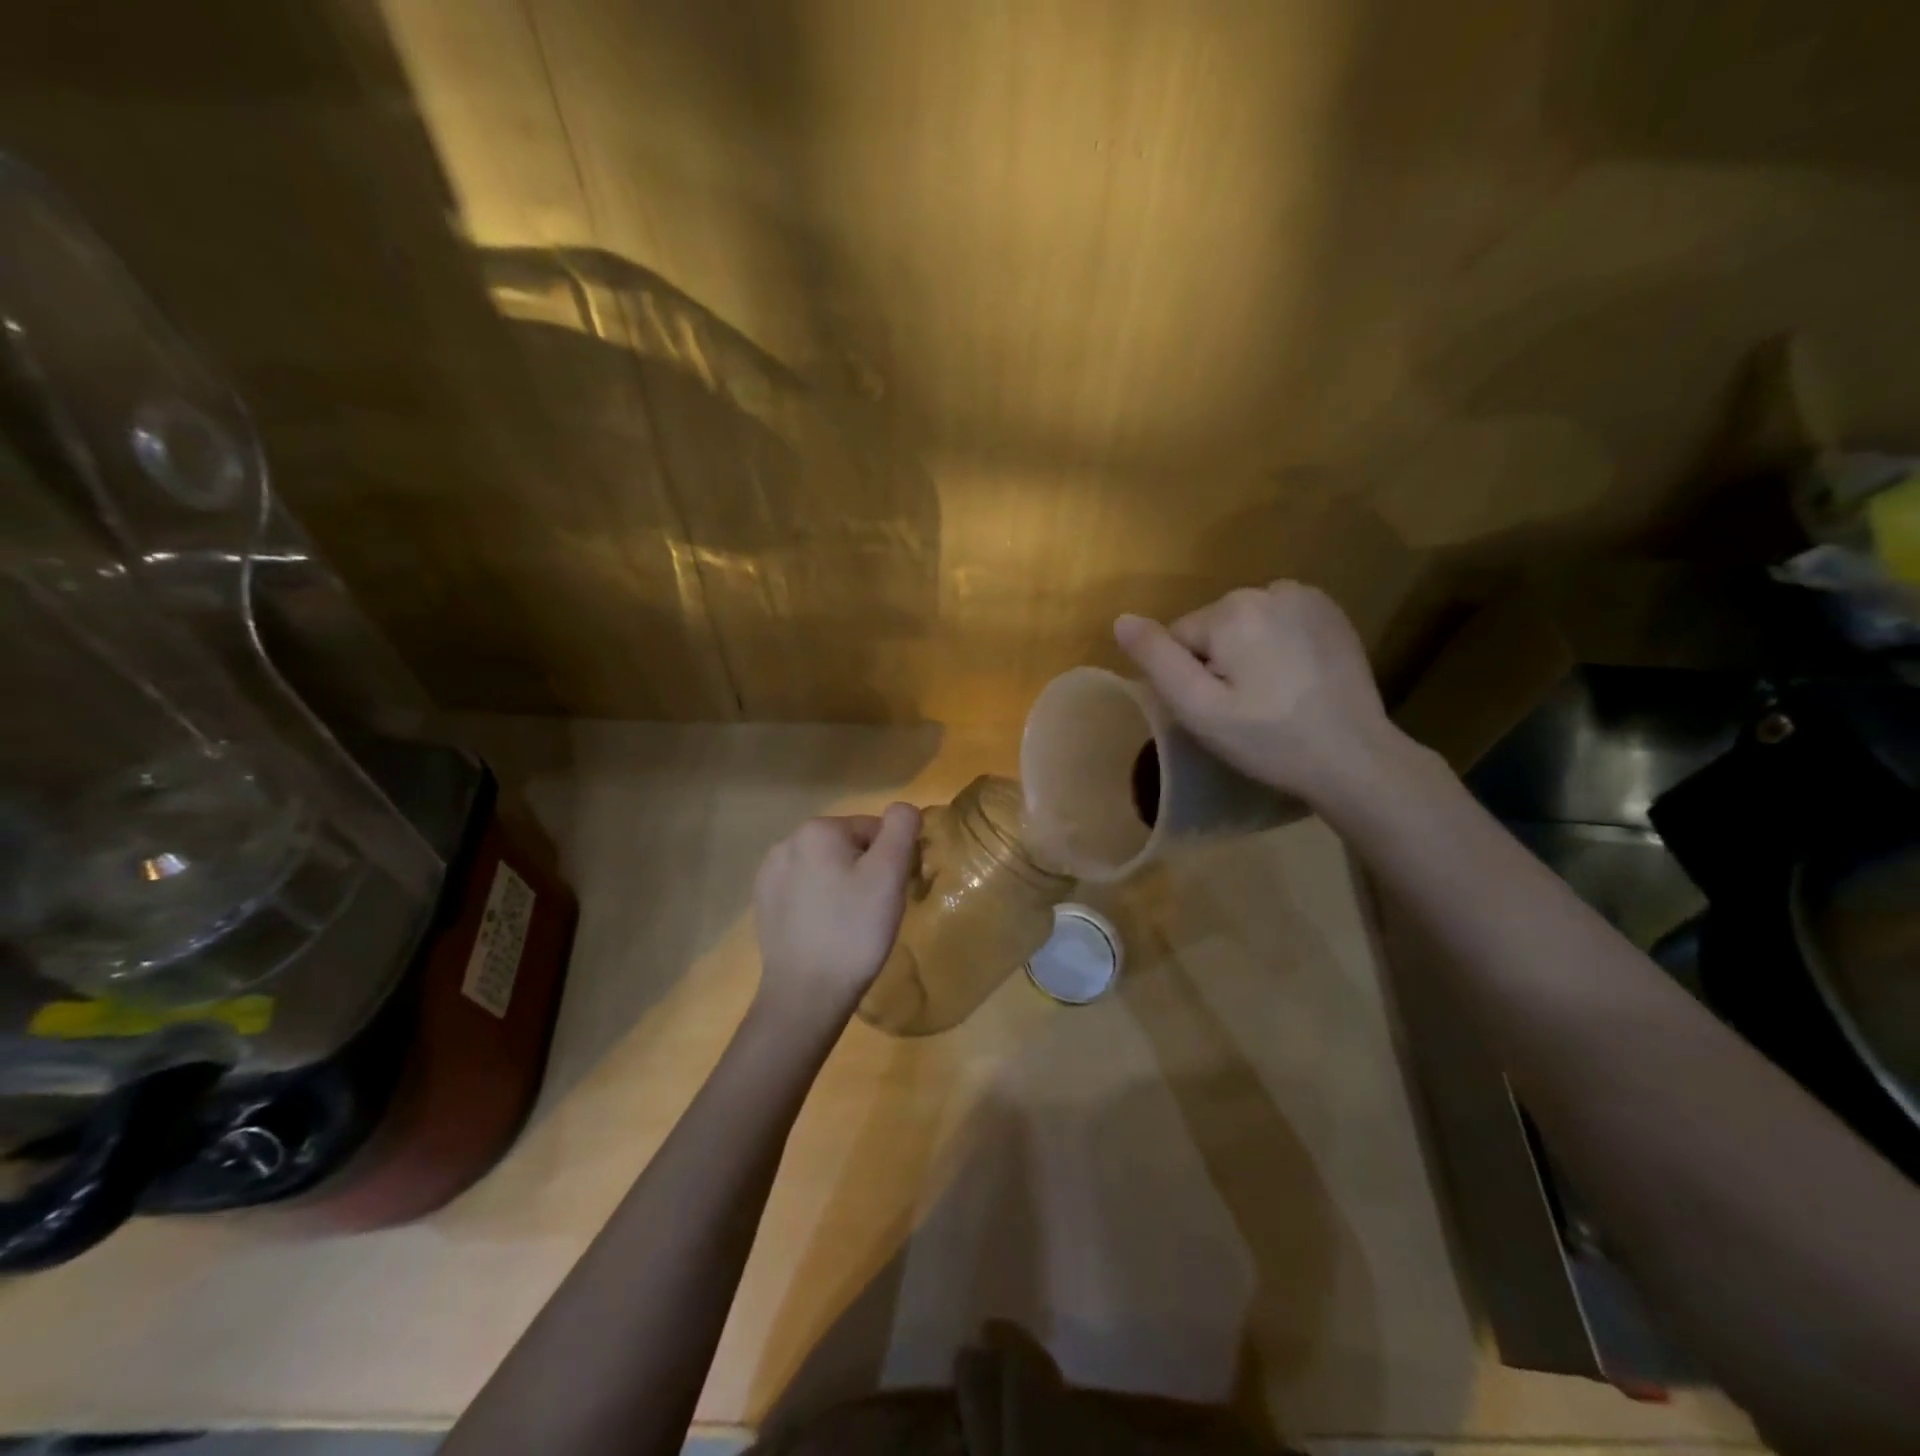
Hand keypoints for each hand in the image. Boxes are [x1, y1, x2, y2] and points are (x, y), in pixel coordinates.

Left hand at [751, 804, 920, 1028]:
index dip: (891, 859)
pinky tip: (827, 930)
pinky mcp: (764, 903)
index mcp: (818, 830)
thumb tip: (903, 809)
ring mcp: (770, 874)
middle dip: (866, 870)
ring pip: (826, 868)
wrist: (806, 994)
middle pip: (848, 846)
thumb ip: (901, 829)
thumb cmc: (854, 930)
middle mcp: (787, 842)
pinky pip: (805, 890)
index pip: (874, 829)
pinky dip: (821, 902)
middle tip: (875, 910)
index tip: (892, 893)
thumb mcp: (889, 875)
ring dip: (843, 885)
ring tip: (851, 923)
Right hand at [1115, 582, 1402, 802]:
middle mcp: (1268, 589)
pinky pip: (1278, 621)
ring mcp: (1306, 597)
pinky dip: (1277, 644)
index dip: (1188, 677)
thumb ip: (1157, 659)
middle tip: (1243, 708)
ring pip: (1244, 624)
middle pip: (1212, 627)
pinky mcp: (1330, 611)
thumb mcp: (1199, 708)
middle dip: (1217, 662)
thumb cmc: (1268, 739)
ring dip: (1246, 652)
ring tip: (1271, 695)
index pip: (1178, 637)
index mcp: (1232, 610)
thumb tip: (1121, 619)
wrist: (1354, 757)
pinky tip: (1295, 677)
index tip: (1217, 711)